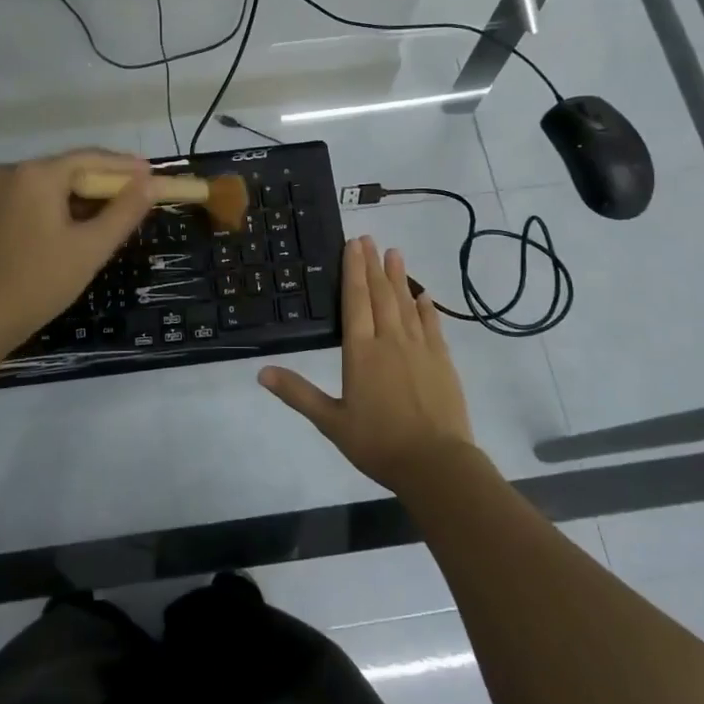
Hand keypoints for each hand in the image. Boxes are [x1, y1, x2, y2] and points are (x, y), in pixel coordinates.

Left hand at [0, 149, 163, 354]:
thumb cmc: (39, 282)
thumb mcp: (91, 247)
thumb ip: (125, 211)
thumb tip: (152, 184)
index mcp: (37, 174)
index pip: (92, 158)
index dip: (126, 167)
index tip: (154, 175)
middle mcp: (12, 171)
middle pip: (70, 168)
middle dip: (105, 182)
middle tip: (139, 196)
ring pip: (51, 184)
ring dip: (82, 196)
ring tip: (114, 212)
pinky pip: (33, 197)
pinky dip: (58, 206)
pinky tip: (77, 224)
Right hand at [258, 235, 478, 493]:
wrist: (436, 464)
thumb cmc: (378, 443)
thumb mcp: (331, 422)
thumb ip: (298, 393)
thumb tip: (261, 372)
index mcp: (360, 352)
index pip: (355, 301)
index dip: (353, 270)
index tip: (353, 244)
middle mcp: (390, 341)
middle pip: (381, 294)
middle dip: (373, 264)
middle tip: (370, 238)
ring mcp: (420, 348)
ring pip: (406, 304)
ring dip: (399, 277)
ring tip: (395, 252)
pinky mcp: (442, 360)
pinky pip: (433, 325)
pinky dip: (427, 307)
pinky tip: (424, 295)